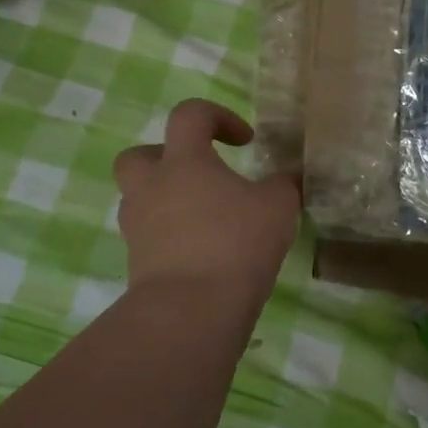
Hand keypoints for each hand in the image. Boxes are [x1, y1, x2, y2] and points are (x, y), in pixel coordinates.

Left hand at [113, 99, 300, 304]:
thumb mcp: (278, 206)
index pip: (189, 115)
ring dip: (167, 200)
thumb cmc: (235, 243)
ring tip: (205, 218)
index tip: (245, 141)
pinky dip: (171, 237)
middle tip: (200, 174)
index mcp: (183, 161)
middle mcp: (152, 187)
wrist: (190, 311)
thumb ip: (285, 183)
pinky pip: (149, 237)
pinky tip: (203, 251)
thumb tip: (291, 174)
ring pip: (140, 199)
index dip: (218, 117)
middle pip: (138, 156)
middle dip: (167, 158)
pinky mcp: (136, 264)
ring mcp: (138, 227)